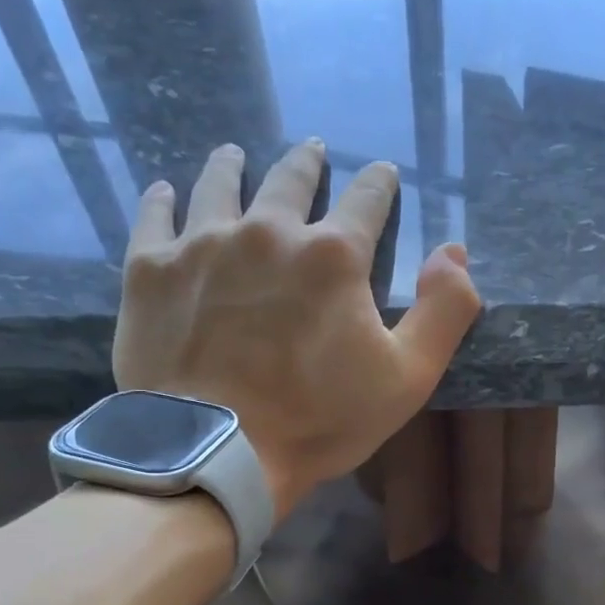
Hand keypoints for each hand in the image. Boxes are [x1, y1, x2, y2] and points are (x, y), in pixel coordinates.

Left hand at [113, 139, 481, 517]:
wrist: (218, 452)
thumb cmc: (320, 420)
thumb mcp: (408, 378)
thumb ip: (444, 311)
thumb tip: (454, 251)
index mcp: (333, 255)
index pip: (366, 199)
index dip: (379, 183)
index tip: (383, 173)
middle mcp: (268, 230)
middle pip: (290, 179)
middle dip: (307, 163)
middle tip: (312, 151)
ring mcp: (202, 244)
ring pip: (219, 184)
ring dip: (232, 166)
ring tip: (235, 154)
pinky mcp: (150, 270)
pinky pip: (155, 217)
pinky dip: (163, 201)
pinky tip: (165, 193)